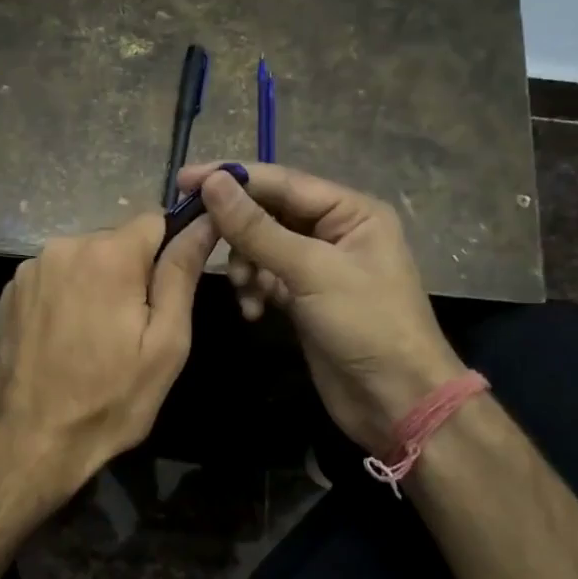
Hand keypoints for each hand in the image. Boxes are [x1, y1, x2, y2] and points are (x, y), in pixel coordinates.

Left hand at [0, 210, 216, 491]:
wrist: (29, 440)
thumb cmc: (109, 399)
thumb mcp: (165, 344)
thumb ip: (182, 274)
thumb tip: (205, 222)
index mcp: (107, 254)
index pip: (154, 220)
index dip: (170, 250)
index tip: (169, 291)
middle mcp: (63, 246)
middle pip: (116, 241)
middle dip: (132, 273)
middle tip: (133, 329)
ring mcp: (30, 269)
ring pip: (84, 260)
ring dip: (97, 284)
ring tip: (97, 338)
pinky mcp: (9, 292)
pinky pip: (54, 278)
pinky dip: (67, 297)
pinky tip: (65, 339)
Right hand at [177, 161, 463, 453]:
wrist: (394, 399)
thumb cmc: (365, 325)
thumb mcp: (310, 271)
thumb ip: (258, 228)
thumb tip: (213, 184)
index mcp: (351, 211)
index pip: (281, 181)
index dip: (232, 178)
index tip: (183, 180)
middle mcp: (335, 231)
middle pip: (269, 212)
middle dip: (237, 230)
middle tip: (197, 238)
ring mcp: (319, 266)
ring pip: (263, 247)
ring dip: (245, 265)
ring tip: (244, 291)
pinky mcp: (305, 297)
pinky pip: (266, 277)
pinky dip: (254, 289)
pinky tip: (252, 311)